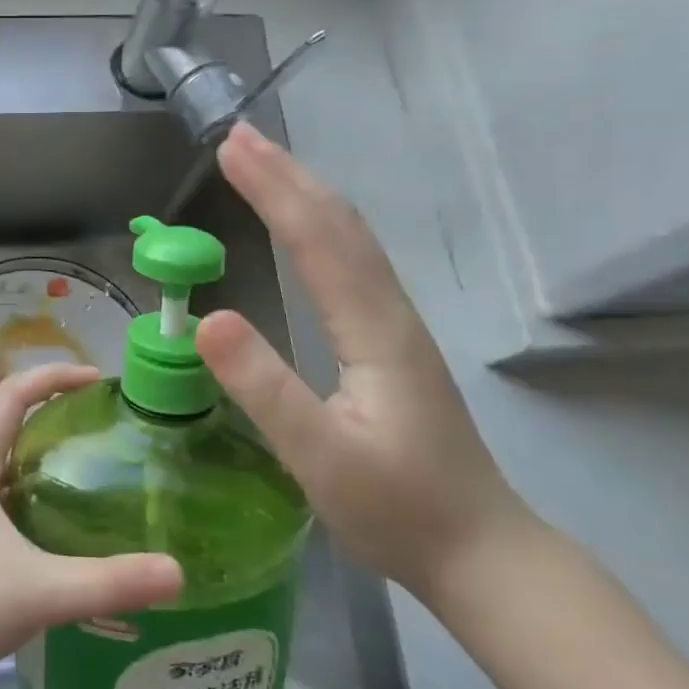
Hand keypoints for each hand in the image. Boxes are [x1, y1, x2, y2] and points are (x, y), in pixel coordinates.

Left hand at [0, 363, 183, 688]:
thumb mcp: (39, 591)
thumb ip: (109, 582)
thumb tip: (177, 572)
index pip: (13, 394)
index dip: (54, 376)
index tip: (97, 380)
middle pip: (9, 423)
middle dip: (55, 414)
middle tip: (104, 429)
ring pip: (4, 465)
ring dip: (42, 458)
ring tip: (91, 475)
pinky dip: (31, 496)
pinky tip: (58, 533)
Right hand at [195, 123, 533, 602]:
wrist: (481, 552)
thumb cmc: (397, 510)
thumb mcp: (320, 458)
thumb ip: (264, 389)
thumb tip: (207, 317)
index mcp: (374, 330)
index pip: (318, 239)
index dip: (273, 188)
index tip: (230, 148)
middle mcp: (390, 312)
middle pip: (338, 224)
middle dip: (287, 174)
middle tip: (238, 137)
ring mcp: (396, 324)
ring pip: (350, 238)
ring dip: (305, 192)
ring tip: (265, 164)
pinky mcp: (392, 341)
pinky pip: (353, 262)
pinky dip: (320, 225)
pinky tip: (306, 227)